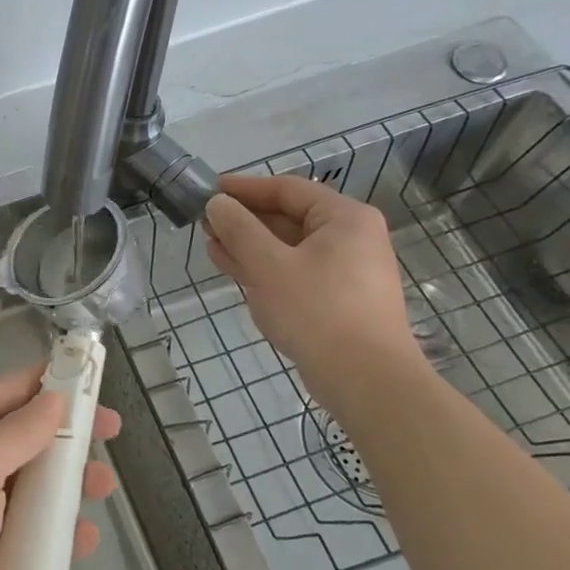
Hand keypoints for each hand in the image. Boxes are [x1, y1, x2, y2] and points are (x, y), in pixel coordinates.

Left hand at [0, 364, 119, 569]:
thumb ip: (16, 434)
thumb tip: (55, 398)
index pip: (10, 394)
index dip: (52, 384)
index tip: (93, 381)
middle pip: (29, 441)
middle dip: (69, 437)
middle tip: (112, 435)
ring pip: (38, 492)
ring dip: (70, 488)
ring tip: (102, 488)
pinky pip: (36, 541)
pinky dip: (61, 538)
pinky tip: (84, 540)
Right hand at [204, 174, 420, 396]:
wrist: (365, 381)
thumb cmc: (317, 311)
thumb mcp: (268, 265)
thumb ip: (239, 229)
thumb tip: (217, 203)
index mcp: (344, 218)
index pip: (287, 189)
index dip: (244, 188)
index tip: (208, 190)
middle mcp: (350, 238)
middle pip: (288, 217)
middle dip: (244, 220)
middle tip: (204, 222)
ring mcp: (345, 270)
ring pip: (287, 247)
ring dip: (248, 245)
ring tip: (210, 245)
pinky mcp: (336, 299)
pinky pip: (294, 271)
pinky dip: (264, 268)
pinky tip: (233, 269)